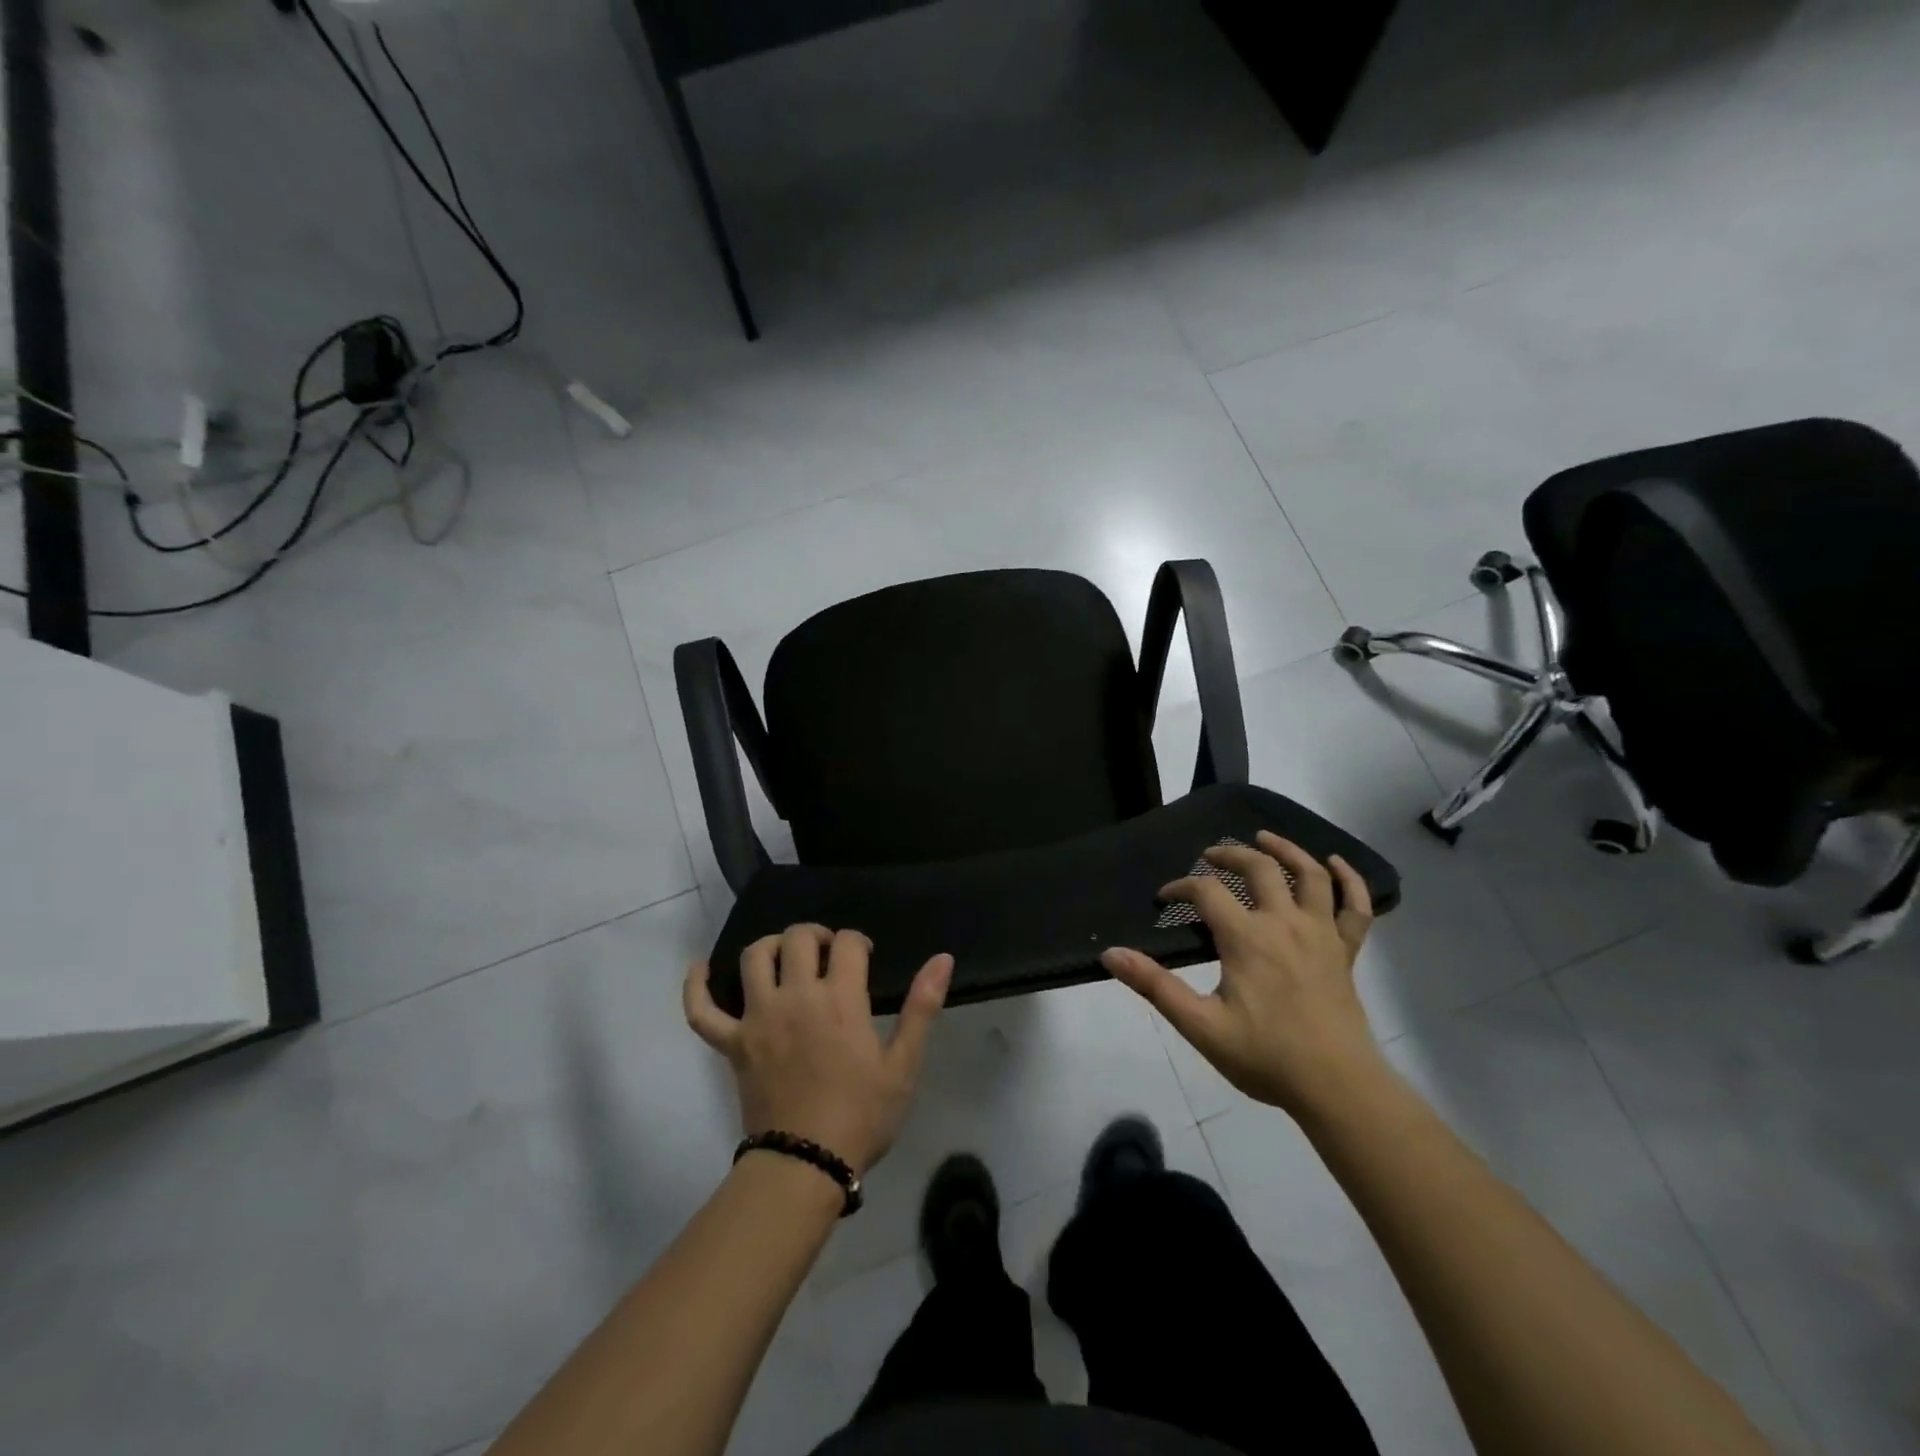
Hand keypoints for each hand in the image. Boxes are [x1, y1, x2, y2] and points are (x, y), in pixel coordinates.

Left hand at [684, 924, 954, 1175]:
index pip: (847, 943)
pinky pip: (702, 1010)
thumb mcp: (903, 1064)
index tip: (865, 958)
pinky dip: (696, 986)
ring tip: (785, 956)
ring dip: (771, 946)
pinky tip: (700, 969)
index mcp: (839, 999)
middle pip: (798, 938)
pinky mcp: (731, 1044)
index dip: (858, 942)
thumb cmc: (861, 1115)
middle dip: (817, 935)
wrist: (806, 1165)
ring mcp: (758, 1018)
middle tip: (828, 954)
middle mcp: (795, 997)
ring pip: (753, 957)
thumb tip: (942, 958)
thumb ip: (922, 1006)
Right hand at [1102, 832, 1381, 1118]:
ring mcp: (1321, 934)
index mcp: (1247, 938)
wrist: (1338, 1088)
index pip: (1207, 891)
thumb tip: (1110, 954)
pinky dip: (1350, 880)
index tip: (1164, 899)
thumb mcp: (1201, 1026)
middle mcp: (1285, 923)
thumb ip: (1155, 986)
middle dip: (1229, 854)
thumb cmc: (1266, 1057)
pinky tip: (1337, 864)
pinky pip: (1356, 907)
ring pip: (1310, 875)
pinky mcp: (1346, 952)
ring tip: (1264, 838)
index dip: (1181, 887)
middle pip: (1260, 868)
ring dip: (1286, 850)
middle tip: (1210, 855)